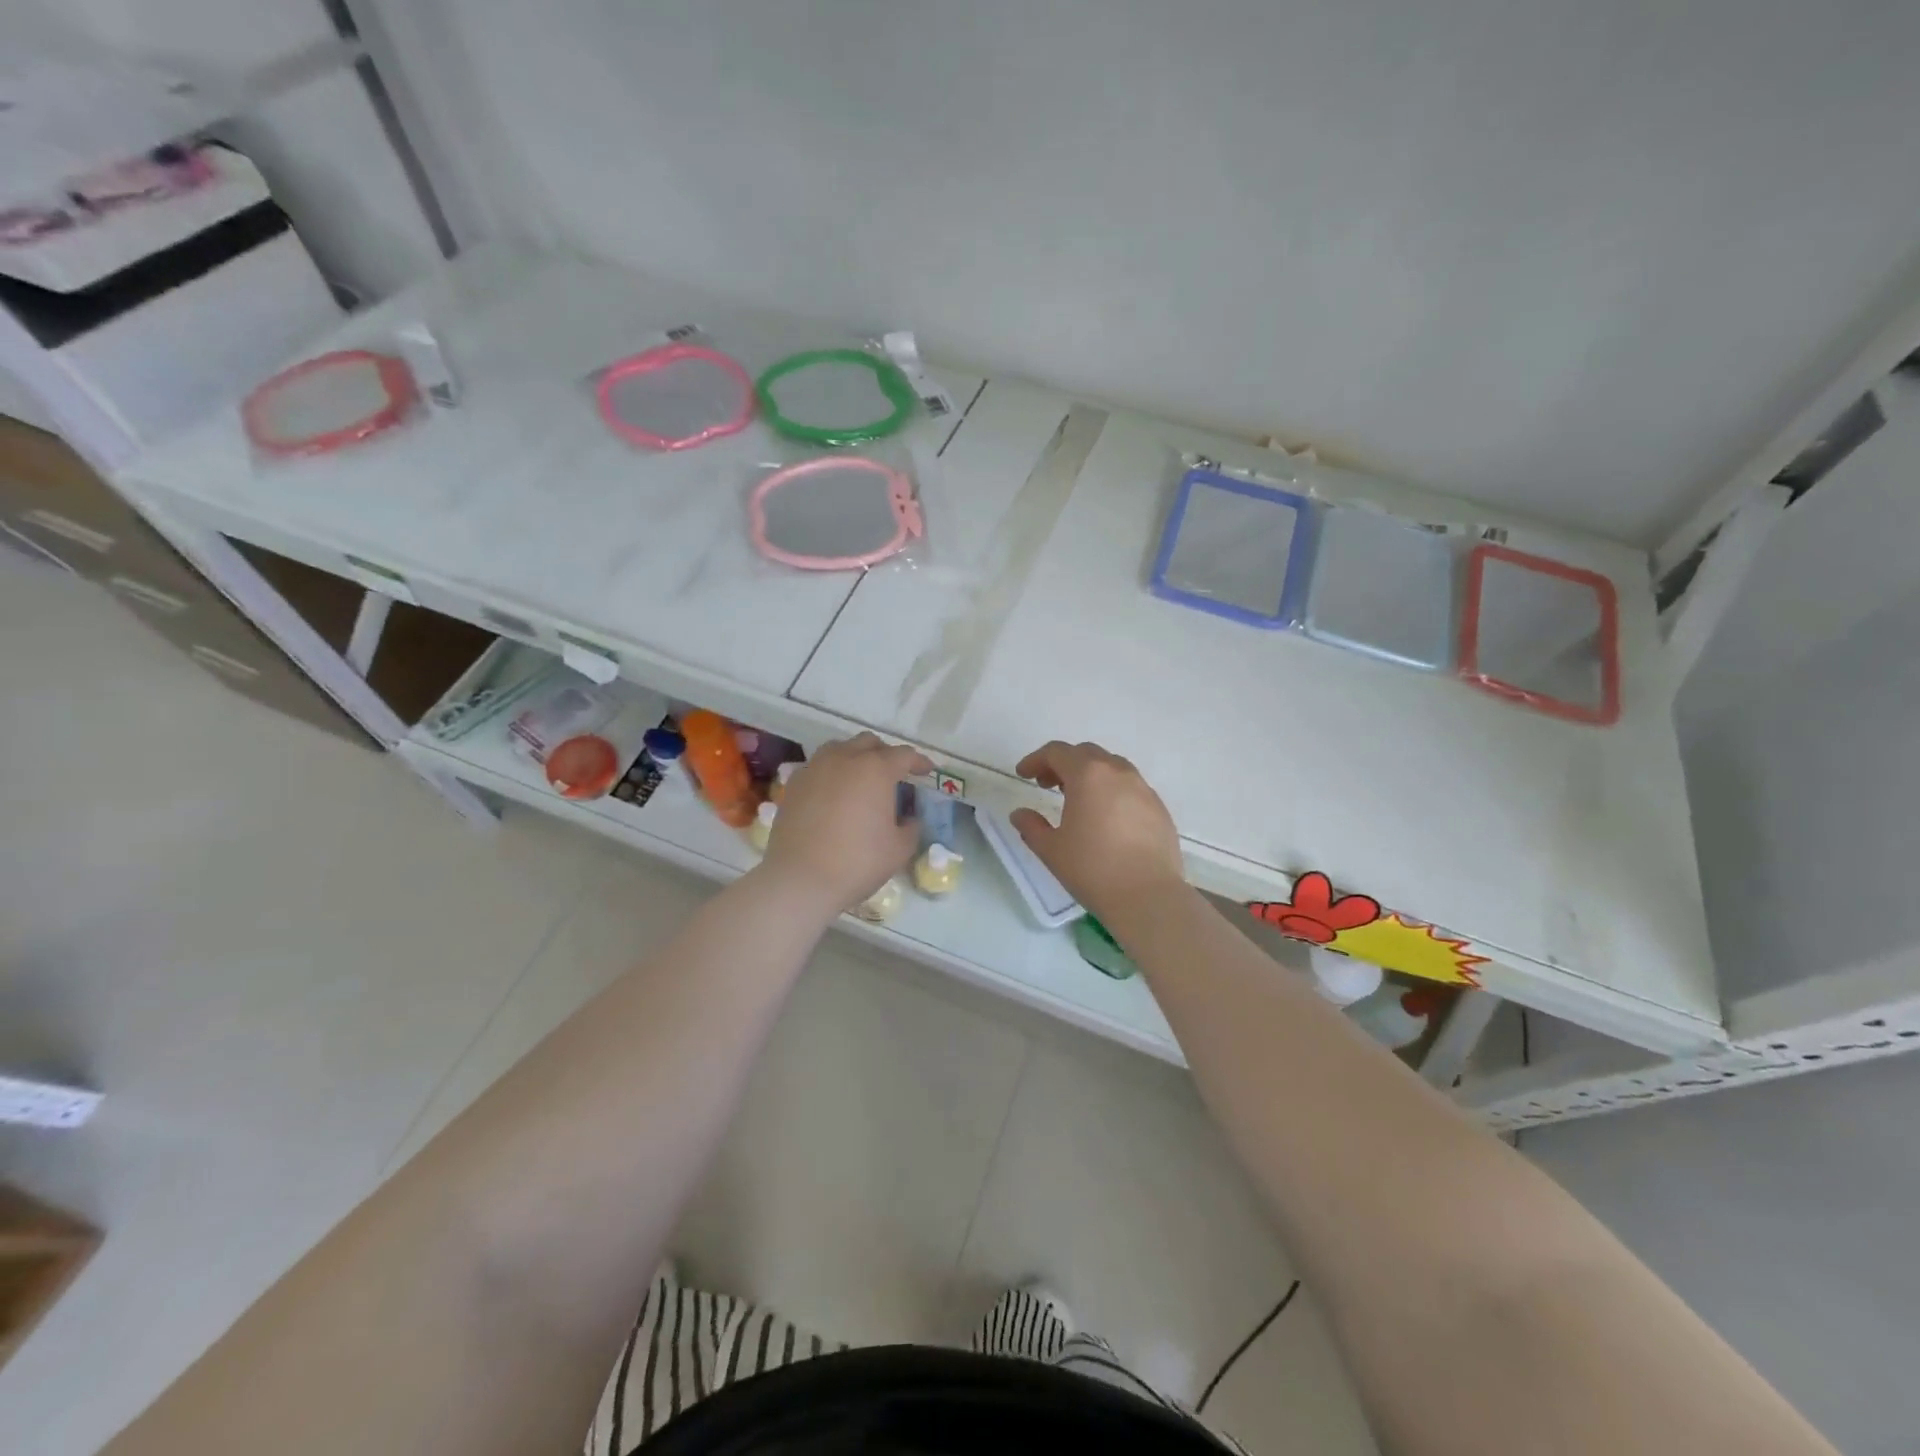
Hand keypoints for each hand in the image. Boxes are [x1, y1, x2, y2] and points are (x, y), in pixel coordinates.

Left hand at [757, 733, 932, 914]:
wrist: (800, 879)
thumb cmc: (857, 862)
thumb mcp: (899, 849)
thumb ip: (911, 827)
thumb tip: (909, 818)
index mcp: (876, 769)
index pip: (903, 755)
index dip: (919, 762)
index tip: (927, 772)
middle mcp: (845, 759)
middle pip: (869, 743)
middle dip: (885, 755)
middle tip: (894, 775)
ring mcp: (815, 768)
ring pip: (840, 749)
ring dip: (856, 758)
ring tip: (861, 780)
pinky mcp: (794, 784)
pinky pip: (818, 767)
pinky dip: (832, 773)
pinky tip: (834, 794)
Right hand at [1011, 741, 1184, 919]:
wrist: (1148, 897)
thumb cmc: (1092, 869)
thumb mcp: (1051, 850)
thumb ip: (1031, 826)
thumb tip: (1019, 814)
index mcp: (1088, 775)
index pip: (1057, 752)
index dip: (1035, 759)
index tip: (1023, 775)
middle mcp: (1118, 772)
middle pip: (1086, 754)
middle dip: (1063, 764)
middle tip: (1047, 785)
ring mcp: (1143, 789)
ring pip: (1112, 767)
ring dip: (1090, 775)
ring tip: (1077, 800)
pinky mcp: (1159, 808)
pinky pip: (1130, 787)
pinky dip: (1112, 791)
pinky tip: (1106, 818)